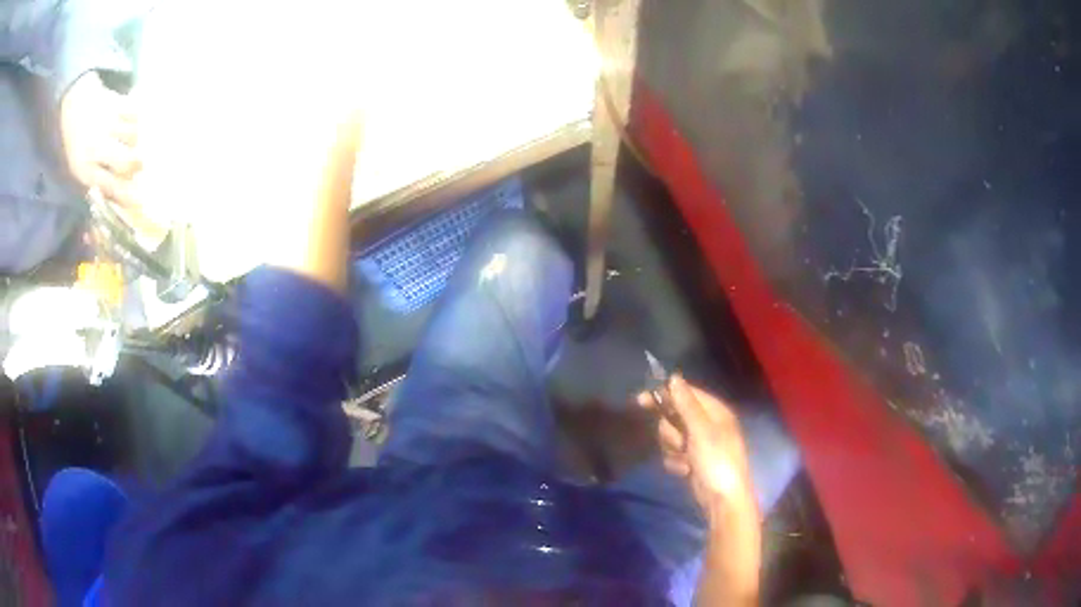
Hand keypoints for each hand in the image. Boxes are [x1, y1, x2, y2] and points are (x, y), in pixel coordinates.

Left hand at [60, 71, 139, 206]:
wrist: (76, 105)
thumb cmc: (78, 144)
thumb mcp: (81, 170)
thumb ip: (98, 183)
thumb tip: (121, 198)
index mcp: (85, 169)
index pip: (109, 186)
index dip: (125, 194)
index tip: (139, 200)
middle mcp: (96, 146)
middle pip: (125, 160)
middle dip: (137, 164)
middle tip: (142, 165)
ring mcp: (107, 122)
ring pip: (134, 135)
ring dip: (138, 140)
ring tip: (135, 141)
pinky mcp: (116, 102)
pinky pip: (135, 111)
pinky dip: (139, 118)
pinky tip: (136, 121)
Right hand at [638, 375, 758, 526]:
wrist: (722, 499)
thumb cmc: (716, 459)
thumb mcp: (701, 429)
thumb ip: (686, 404)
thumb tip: (674, 377)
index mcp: (715, 411)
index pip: (686, 393)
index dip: (666, 395)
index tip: (642, 399)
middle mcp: (707, 424)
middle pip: (675, 416)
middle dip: (671, 431)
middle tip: (678, 442)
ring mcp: (699, 443)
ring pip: (671, 436)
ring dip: (673, 448)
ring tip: (686, 460)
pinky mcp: (691, 460)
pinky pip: (673, 453)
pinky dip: (676, 462)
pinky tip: (685, 470)